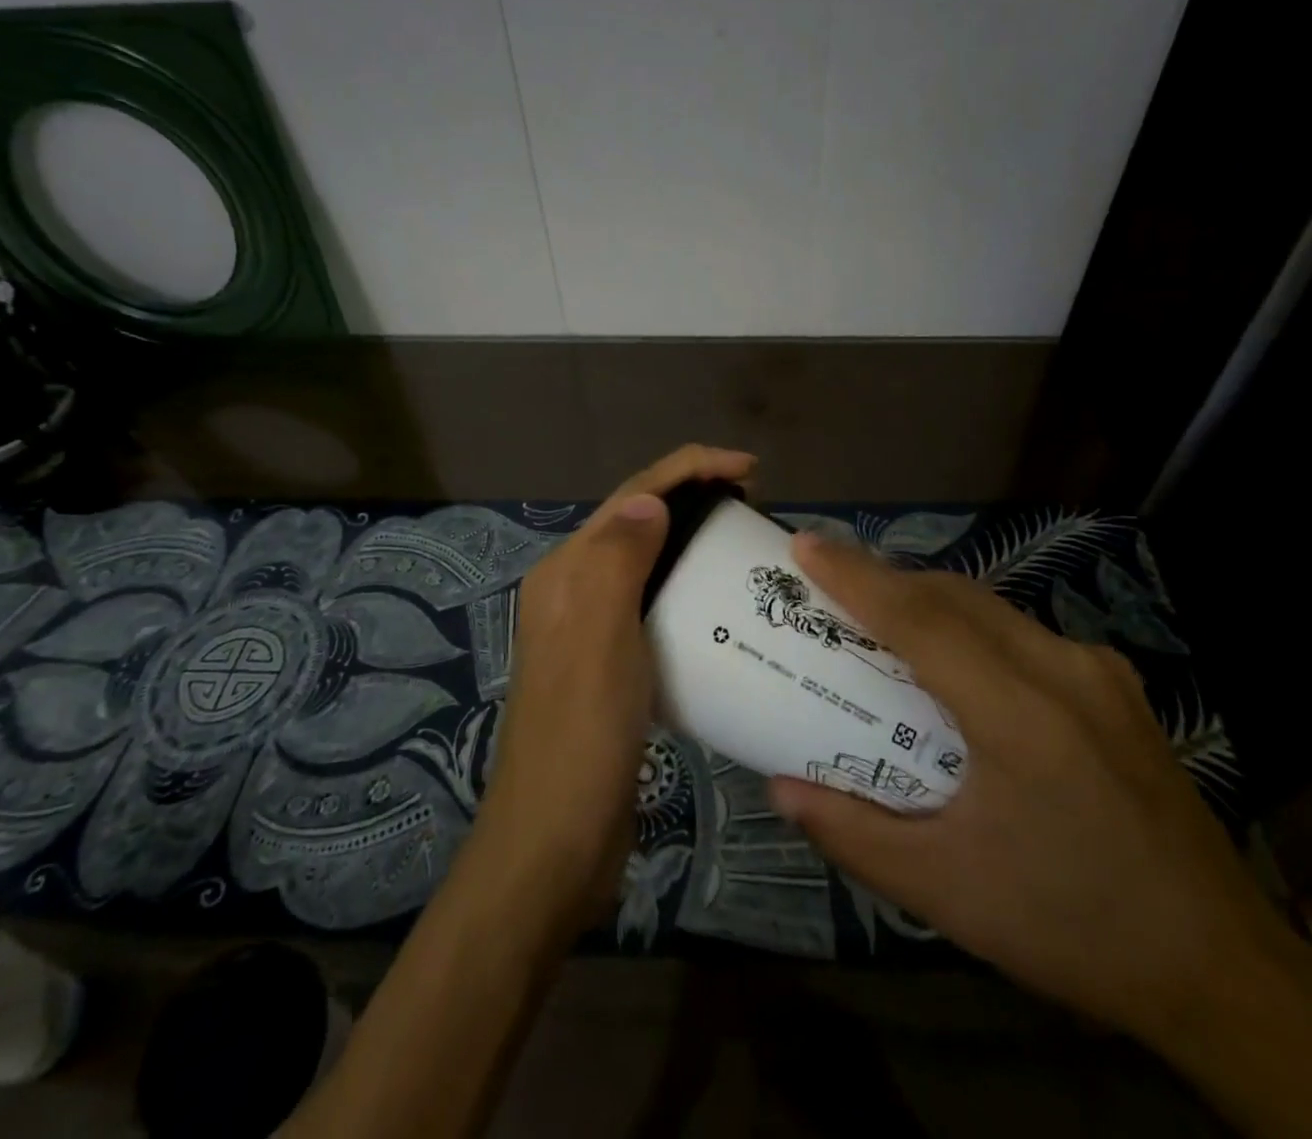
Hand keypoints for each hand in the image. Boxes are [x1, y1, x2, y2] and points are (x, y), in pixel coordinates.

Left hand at [474, 444, 757, 930]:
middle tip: (754, 503)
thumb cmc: (581, 735)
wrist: (556, 842)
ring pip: (648, 563)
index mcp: (566, 573)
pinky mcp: (612, 667)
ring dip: (692, 541)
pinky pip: (655, 607)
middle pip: (638, 523)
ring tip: (745, 542)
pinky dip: (689, 590)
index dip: (688, 469)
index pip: (631, 497)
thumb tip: (651, 500)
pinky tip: (723, 604)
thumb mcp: (599, 638)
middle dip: (692, 497)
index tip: (749, 468)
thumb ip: (617, 562)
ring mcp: (591, 630)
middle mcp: (574, 591)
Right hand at [767, 533, 1284, 1045]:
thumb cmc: (1072, 927)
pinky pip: (1023, 631)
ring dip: (927, 600)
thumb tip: (780, 789)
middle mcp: (1064, 671)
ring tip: (878, 617)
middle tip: (828, 583)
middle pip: (954, 597)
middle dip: (885, 579)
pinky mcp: (1116, 688)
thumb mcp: (946, 891)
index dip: (855, 576)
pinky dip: (970, 625)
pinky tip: (954, 661)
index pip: (920, 619)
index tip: (804, 544)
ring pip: (991, 607)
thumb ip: (852, 833)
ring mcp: (1098, 673)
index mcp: (1021, 715)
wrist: (1224, 973)